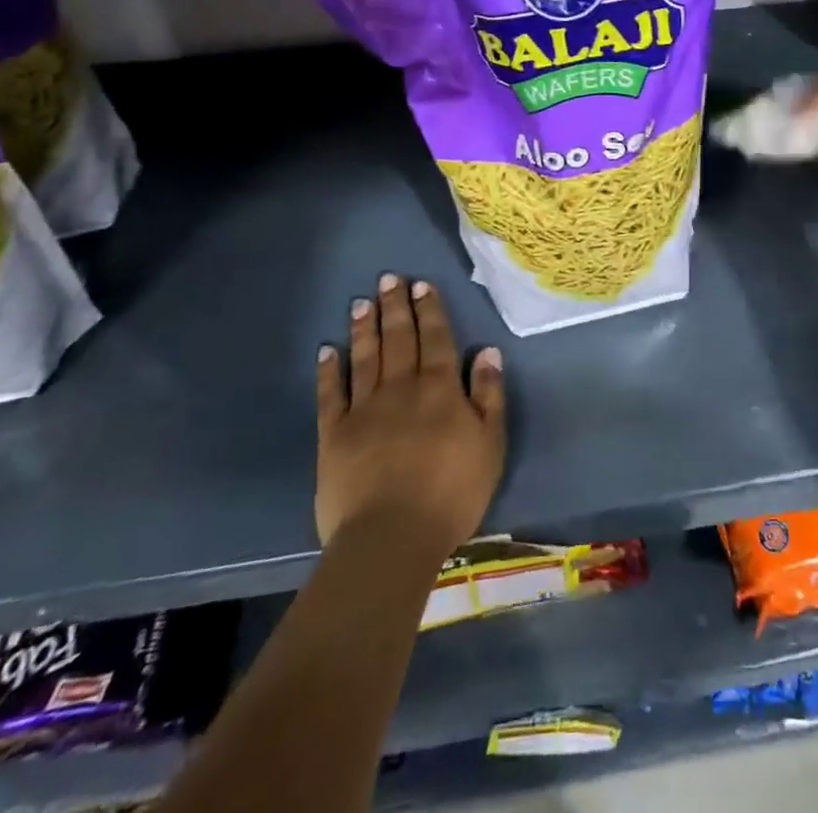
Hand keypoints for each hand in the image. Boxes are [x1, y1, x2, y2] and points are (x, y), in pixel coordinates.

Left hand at [315, 274, 506, 557]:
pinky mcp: (335, 435)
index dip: (429, 309)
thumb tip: (488, 351)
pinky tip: (327, 350)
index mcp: (440, 388)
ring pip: (365, 357)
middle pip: (399, 339)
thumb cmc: (452, 492)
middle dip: (395, 307)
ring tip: (361, 302)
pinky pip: (332, 394)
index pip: (436, 338)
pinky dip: (329, 370)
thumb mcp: (490, 443)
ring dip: (364, 328)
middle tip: (388, 279)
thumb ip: (489, 394)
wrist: (391, 537)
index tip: (420, 285)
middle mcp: (402, 388)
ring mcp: (365, 409)